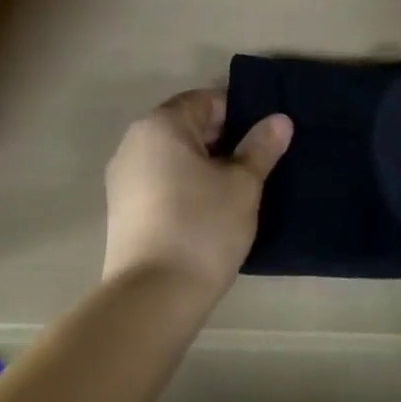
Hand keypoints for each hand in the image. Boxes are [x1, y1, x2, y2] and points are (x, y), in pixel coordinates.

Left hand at [102, 88, 291, 301]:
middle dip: (223, 141)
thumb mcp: (243, 184)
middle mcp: (135, 141)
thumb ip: (261, 147)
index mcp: (162, 124)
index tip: (263, 142)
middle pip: (188, 126)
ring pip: (174, 156)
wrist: (151, 300)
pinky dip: (184, 187)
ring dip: (204, 166)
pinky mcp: (121, 210)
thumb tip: (279, 119)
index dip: (240, 116)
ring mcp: (123, 177)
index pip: (208, 101)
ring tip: (235, 193)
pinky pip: (160, 182)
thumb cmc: (201, 228)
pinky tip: (207, 214)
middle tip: (256, 167)